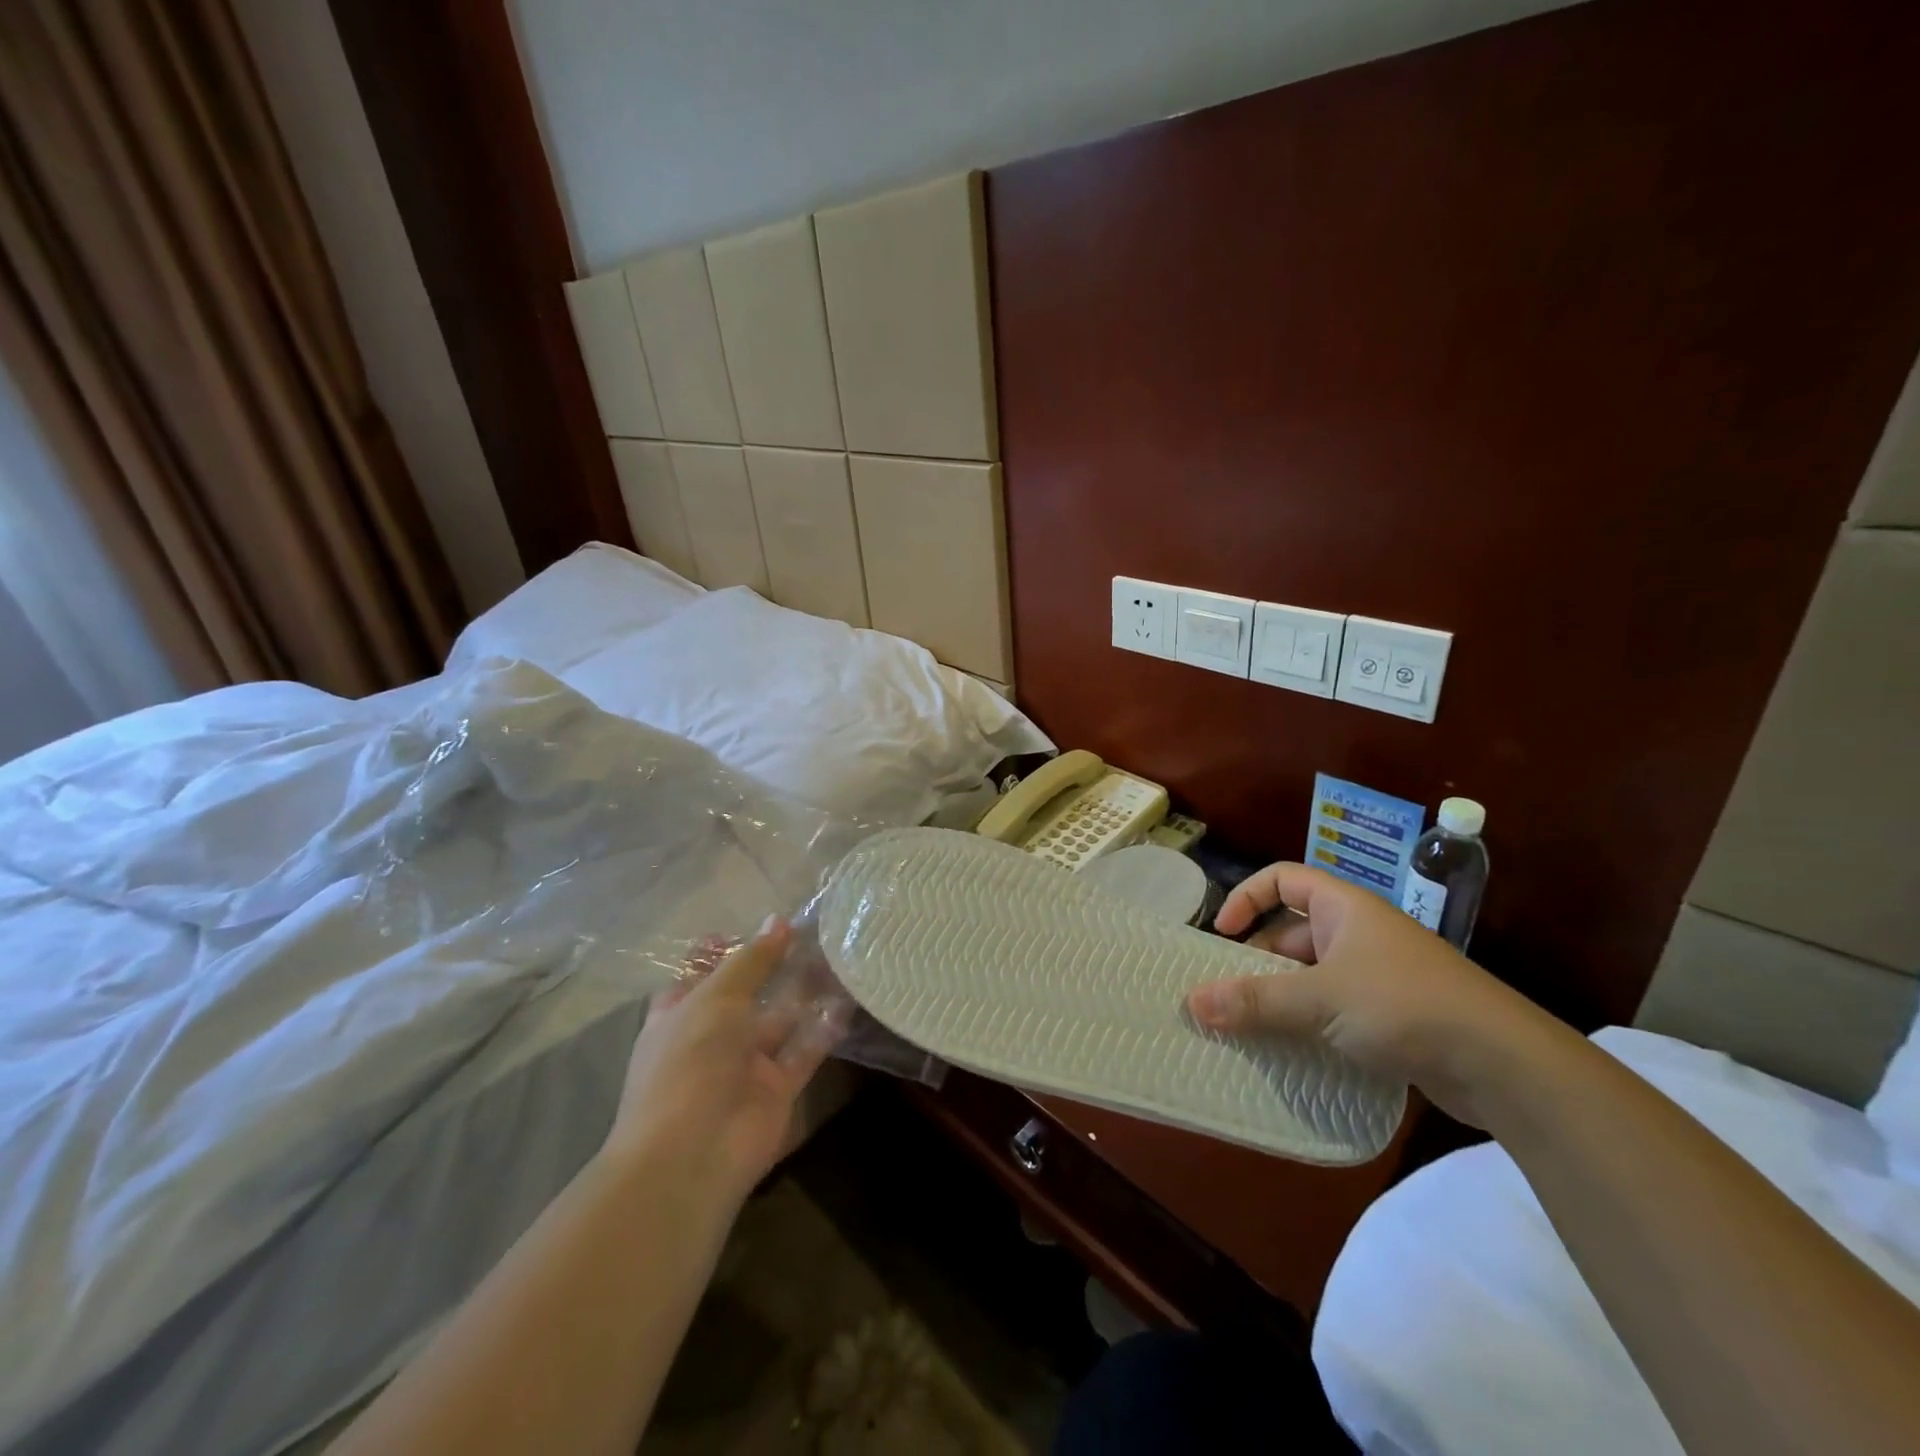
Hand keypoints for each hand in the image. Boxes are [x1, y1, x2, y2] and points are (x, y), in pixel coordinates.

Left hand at [605, 919, 846, 1203]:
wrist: (694, 1154)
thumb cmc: (690, 1062)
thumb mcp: (716, 998)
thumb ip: (751, 960)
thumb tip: (779, 921)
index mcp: (680, 1015)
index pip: (699, 975)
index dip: (725, 950)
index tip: (760, 924)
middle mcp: (711, 1038)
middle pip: (747, 995)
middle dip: (776, 966)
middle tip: (815, 931)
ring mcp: (745, 1066)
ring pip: (780, 1021)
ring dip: (805, 992)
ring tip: (839, 955)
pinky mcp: (777, 1090)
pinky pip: (804, 1052)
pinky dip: (824, 1029)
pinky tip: (848, 1001)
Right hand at [1188, 864, 1578, 1127]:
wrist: (1506, 1066)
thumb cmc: (1406, 1006)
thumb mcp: (1321, 1000)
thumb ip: (1256, 1001)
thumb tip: (1192, 1003)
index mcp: (1345, 908)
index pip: (1282, 879)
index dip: (1247, 897)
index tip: (1223, 934)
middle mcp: (1359, 934)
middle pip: (1292, 932)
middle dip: (1257, 960)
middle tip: (1226, 993)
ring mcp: (1378, 976)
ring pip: (1312, 975)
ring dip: (1280, 997)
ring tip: (1248, 1027)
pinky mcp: (1392, 1017)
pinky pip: (1334, 1009)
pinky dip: (1309, 1024)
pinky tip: (1292, 1052)